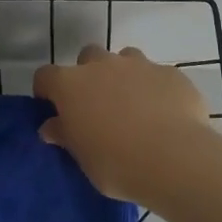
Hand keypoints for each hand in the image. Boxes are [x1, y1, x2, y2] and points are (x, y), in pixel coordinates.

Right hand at [32, 46, 214, 202]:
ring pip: (124, 59)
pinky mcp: (169, 72)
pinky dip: (155, 88)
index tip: (53, 109)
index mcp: (72, 85)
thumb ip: (66, 136)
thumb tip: (51, 126)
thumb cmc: (118, 164)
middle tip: (98, 106)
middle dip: (89, 75)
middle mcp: (103, 65)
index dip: (47, 90)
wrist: (175, 159)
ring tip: (134, 106)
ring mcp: (139, 64)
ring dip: (123, 76)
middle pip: (88, 57)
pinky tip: (165, 113)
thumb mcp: (84, 159)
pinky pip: (156, 74)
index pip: (45, 76)